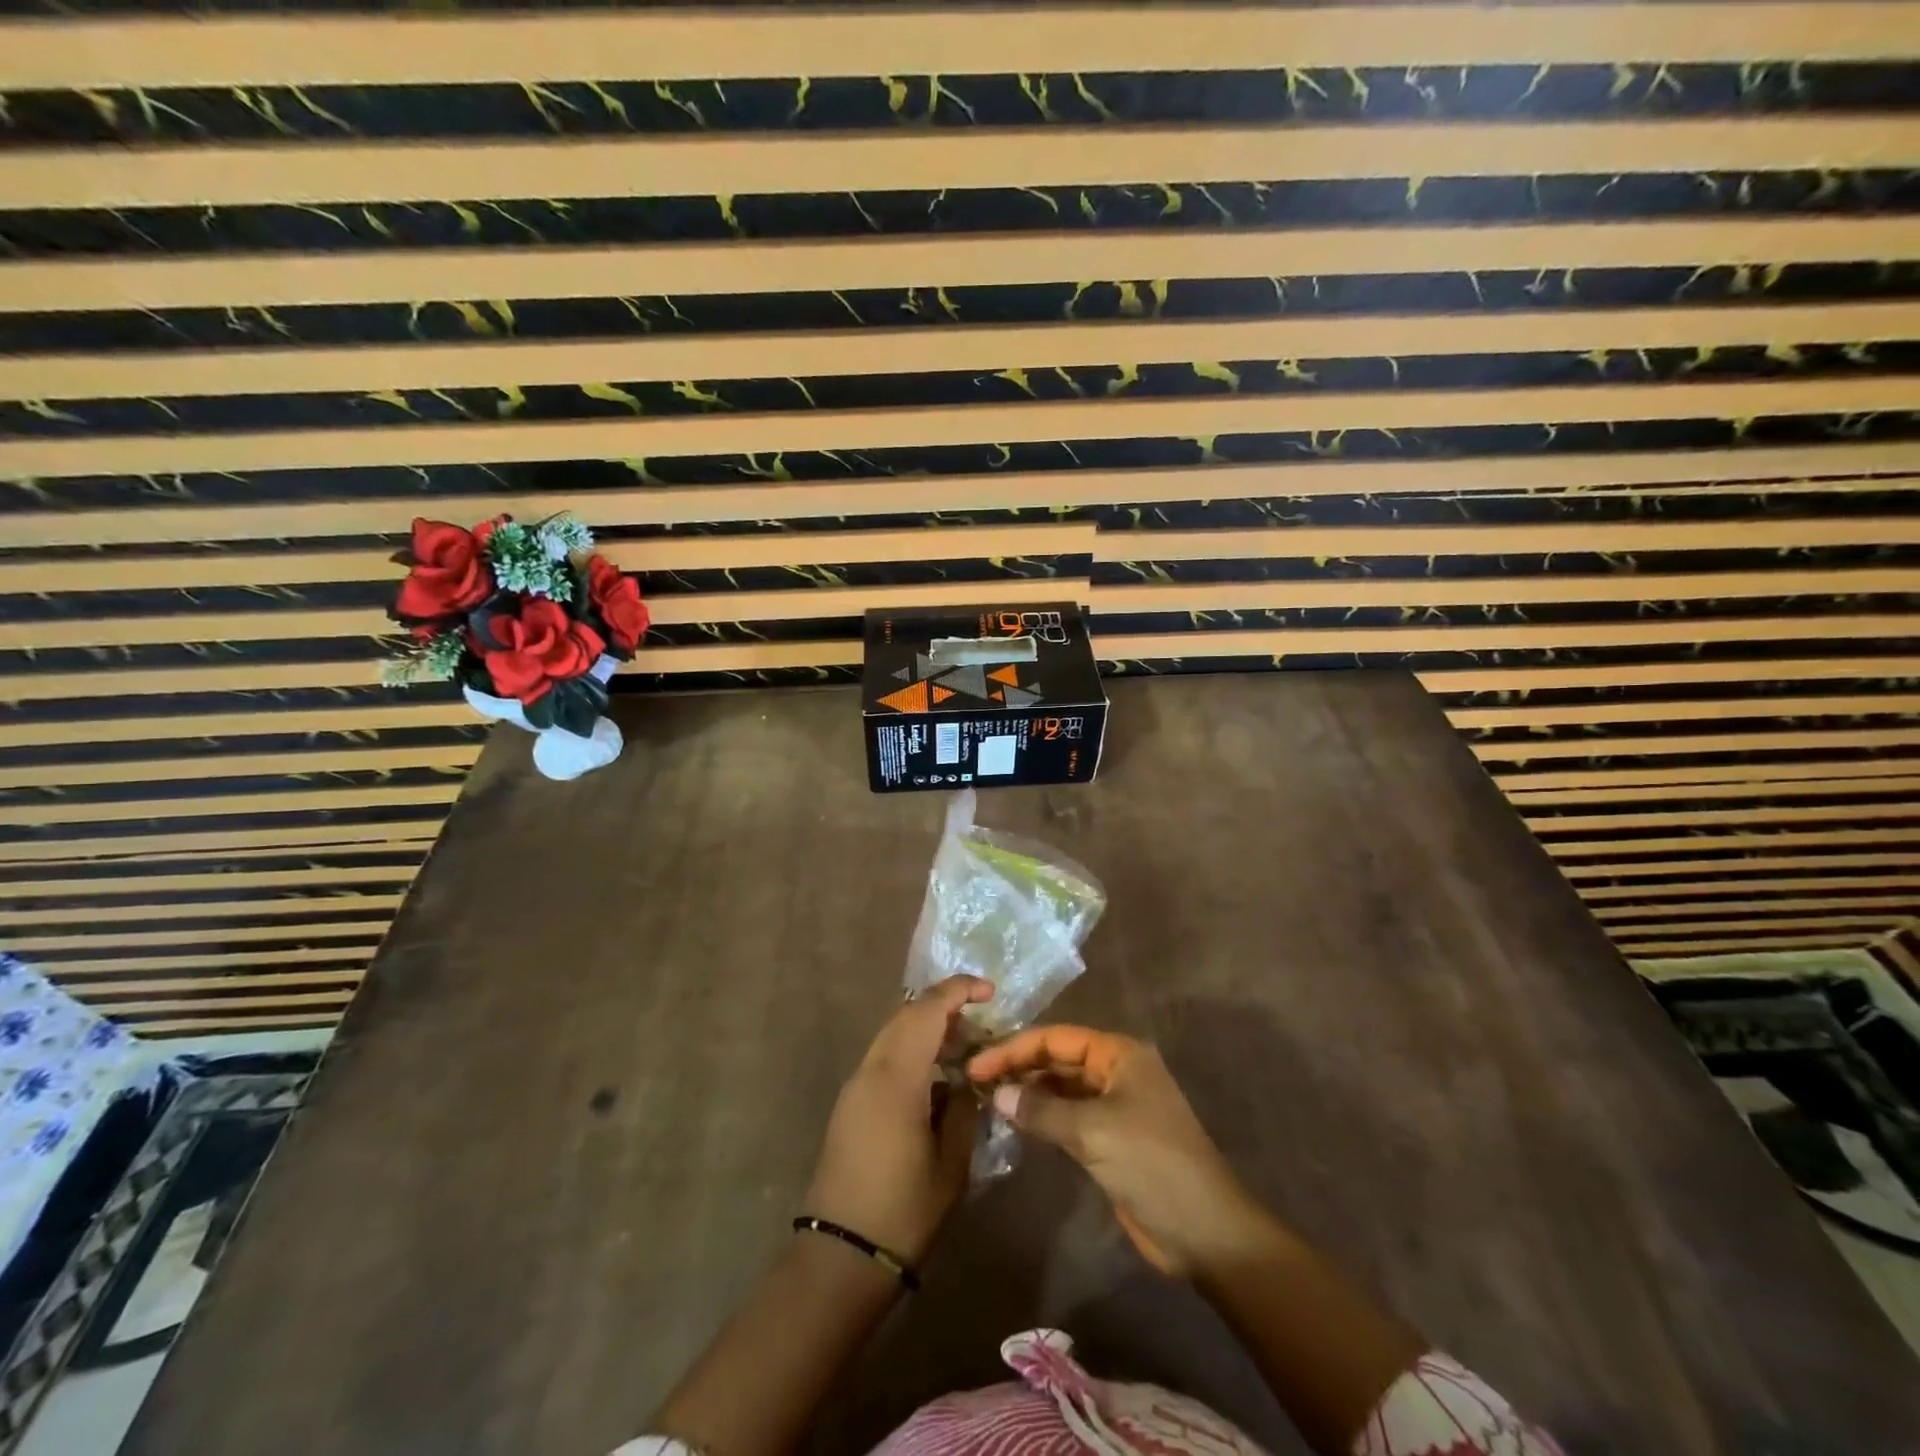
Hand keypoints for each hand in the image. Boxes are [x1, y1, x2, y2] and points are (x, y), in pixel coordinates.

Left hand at [802, 976, 990, 1264]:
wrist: (841, 1256)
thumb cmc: (904, 1210)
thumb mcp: (951, 1162)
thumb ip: (963, 1109)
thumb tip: (966, 1082)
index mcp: (896, 1077)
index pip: (926, 1010)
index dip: (958, 990)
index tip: (989, 991)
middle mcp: (870, 1070)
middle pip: (906, 1015)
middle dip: (943, 1007)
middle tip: (980, 1022)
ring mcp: (855, 1087)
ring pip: (892, 1034)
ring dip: (926, 1030)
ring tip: (962, 1050)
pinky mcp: (849, 1104)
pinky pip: (883, 1058)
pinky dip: (911, 1051)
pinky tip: (935, 1079)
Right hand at [968, 1026, 1273, 1277]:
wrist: (1205, 1232)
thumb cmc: (1152, 1165)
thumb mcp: (1093, 1131)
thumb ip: (1042, 1109)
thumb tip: (996, 1094)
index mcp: (1120, 1054)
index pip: (1057, 1038)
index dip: (1015, 1048)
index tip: (978, 1065)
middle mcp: (1117, 1071)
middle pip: (1059, 1059)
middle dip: (1020, 1067)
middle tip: (976, 1081)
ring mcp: (1115, 1105)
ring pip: (1062, 1088)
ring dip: (1029, 1091)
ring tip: (988, 1099)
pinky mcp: (1112, 1138)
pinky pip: (1069, 1116)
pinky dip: (1043, 1116)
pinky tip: (1017, 1122)